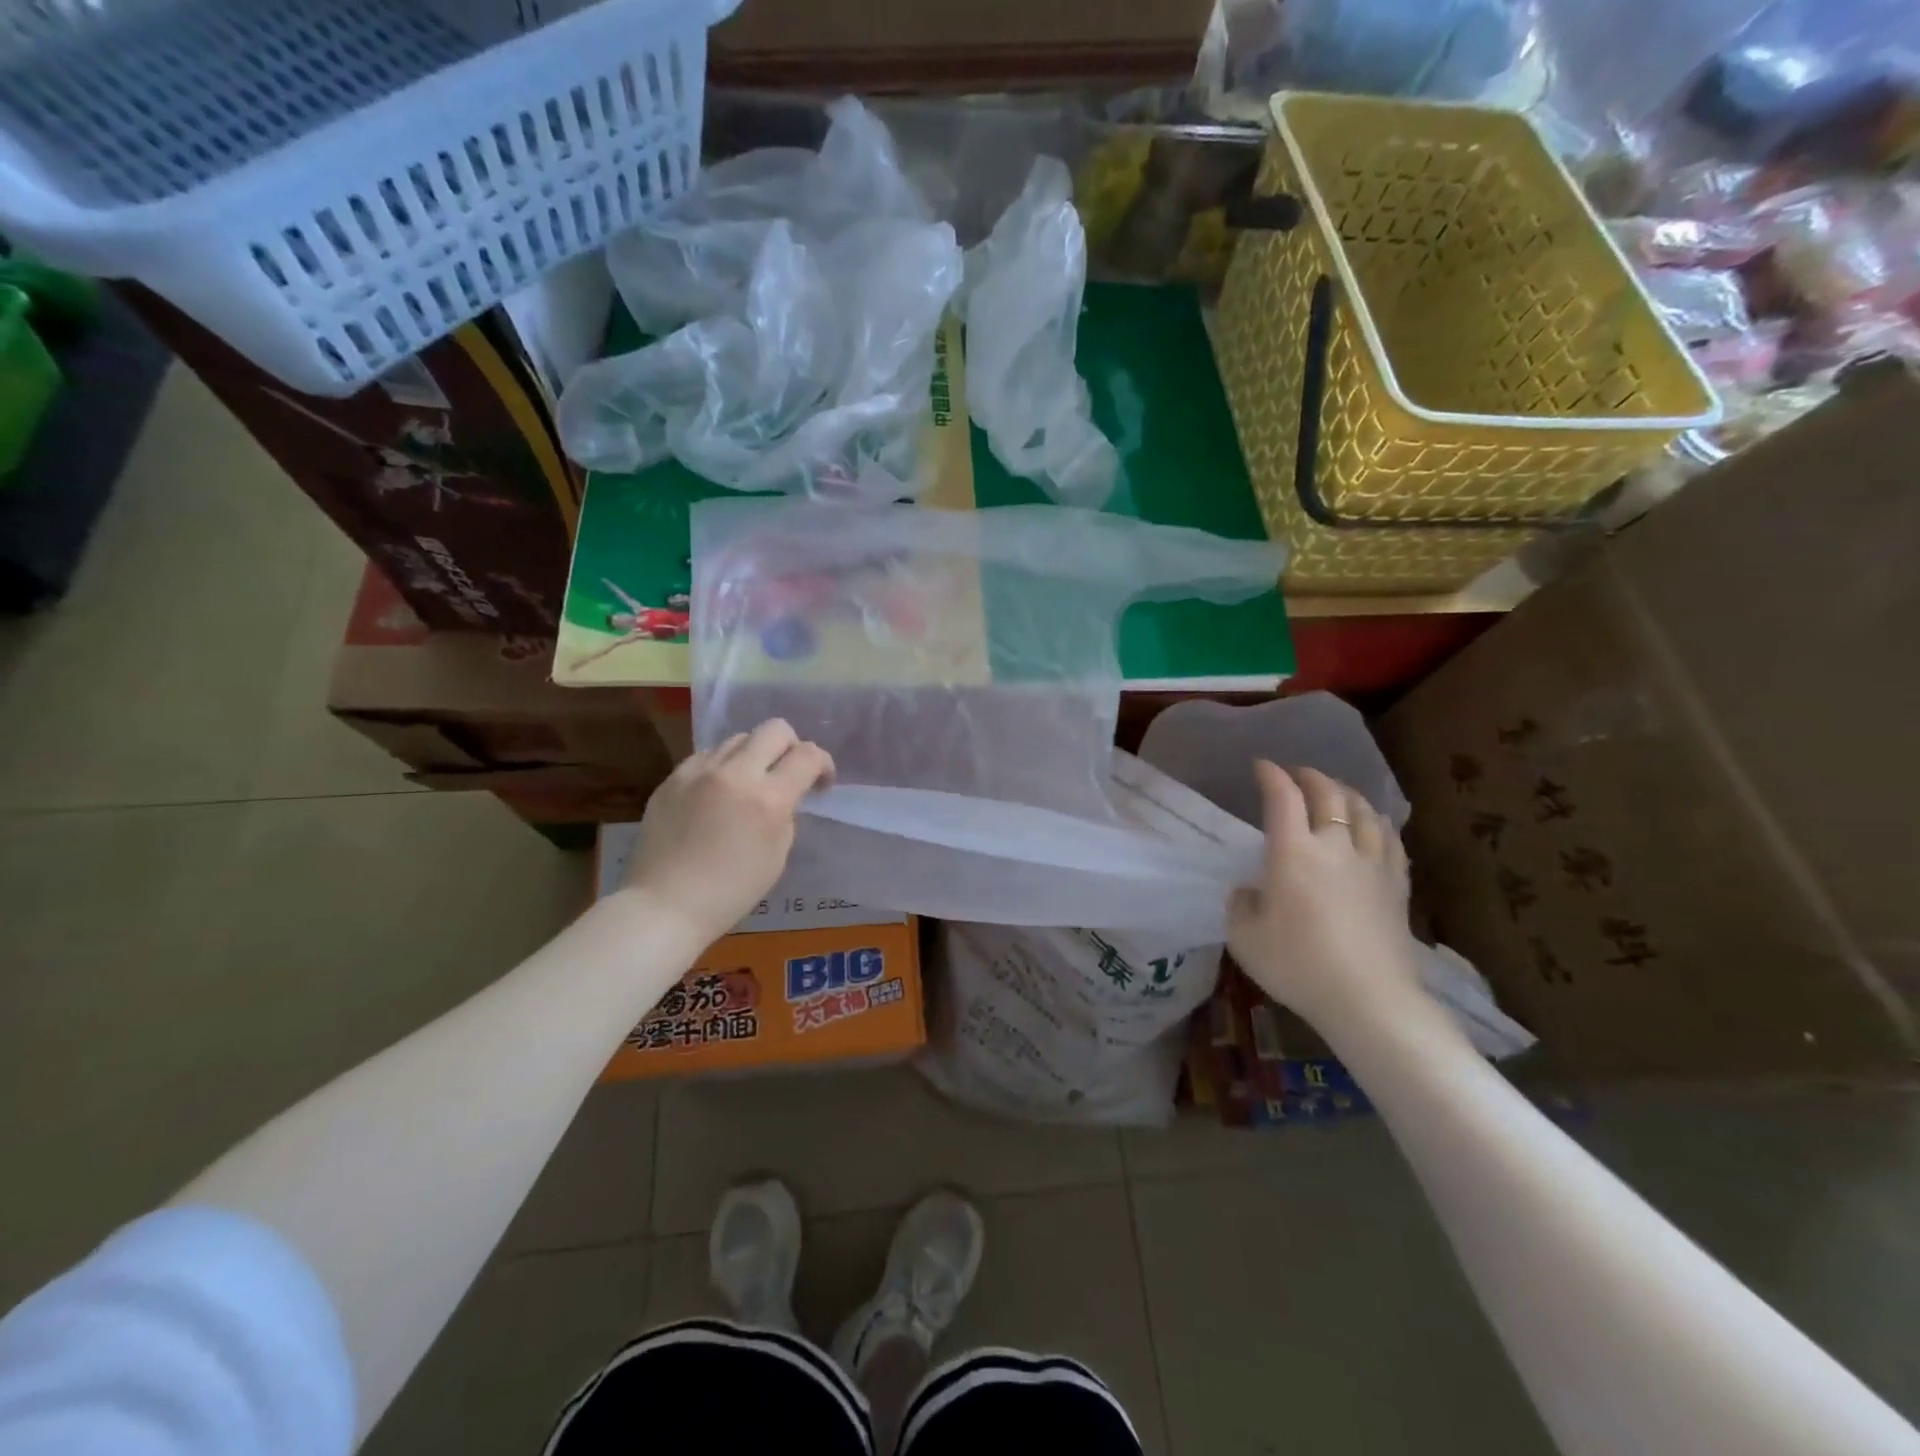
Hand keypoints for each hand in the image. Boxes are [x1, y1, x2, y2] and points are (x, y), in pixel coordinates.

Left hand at [624, 720, 834, 945]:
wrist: (665, 904)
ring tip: (749, 784)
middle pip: (775, 729)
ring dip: (754, 755)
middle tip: (788, 774)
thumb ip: (786, 813)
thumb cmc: (731, 892)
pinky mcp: (673, 777)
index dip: (823, 764)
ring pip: (740, 738)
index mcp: (768, 799)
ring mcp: (699, 771)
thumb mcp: (777, 855)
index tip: (820, 784)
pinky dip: (723, 766)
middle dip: (791, 747)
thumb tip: (785, 793)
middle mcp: (735, 774)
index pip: (808, 755)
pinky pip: (708, 755)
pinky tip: (718, 792)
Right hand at [1226, 762, 1423, 1032]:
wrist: (1369, 1001)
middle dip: (1310, 776)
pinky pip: (1391, 839)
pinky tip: (1374, 826)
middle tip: (1296, 774)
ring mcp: (1372, 863)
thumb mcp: (1244, 938)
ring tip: (1336, 793)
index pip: (1283, 797)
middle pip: (1328, 793)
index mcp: (1293, 852)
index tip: (1261, 766)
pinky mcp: (1397, 885)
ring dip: (1346, 793)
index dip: (1271, 775)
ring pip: (1365, 810)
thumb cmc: (1298, 966)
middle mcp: (1335, 846)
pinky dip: (1377, 822)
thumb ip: (1241, 905)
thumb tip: (1250, 891)